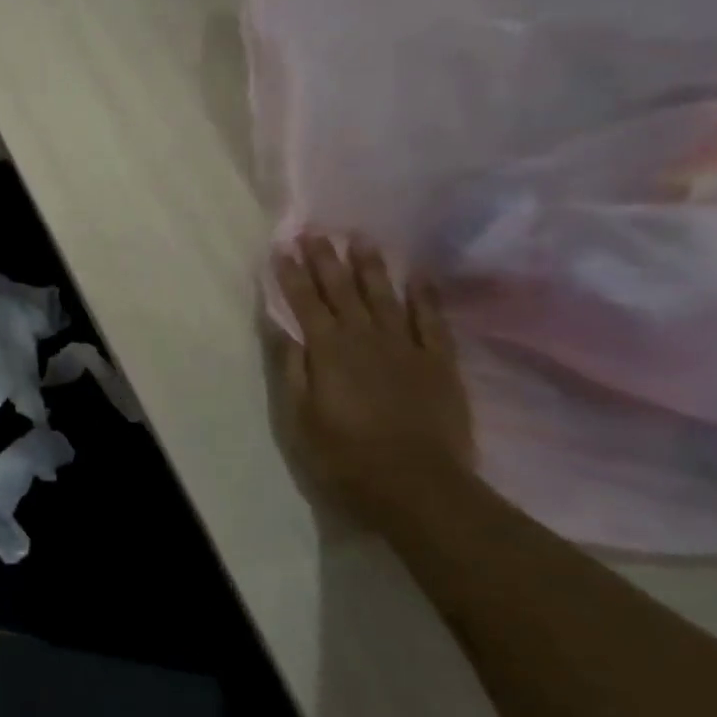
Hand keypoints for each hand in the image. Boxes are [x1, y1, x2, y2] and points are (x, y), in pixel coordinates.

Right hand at [269, 233, 474, 530]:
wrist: (417, 485)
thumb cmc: (345, 456)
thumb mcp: (300, 417)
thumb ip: (290, 367)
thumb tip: (278, 326)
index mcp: (328, 351)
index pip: (304, 302)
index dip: (291, 274)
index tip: (282, 247)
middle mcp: (365, 337)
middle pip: (342, 290)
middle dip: (326, 259)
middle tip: (316, 231)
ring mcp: (406, 346)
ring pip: (385, 295)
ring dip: (371, 266)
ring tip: (361, 239)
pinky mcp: (439, 362)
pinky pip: (431, 320)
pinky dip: (425, 296)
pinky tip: (419, 276)